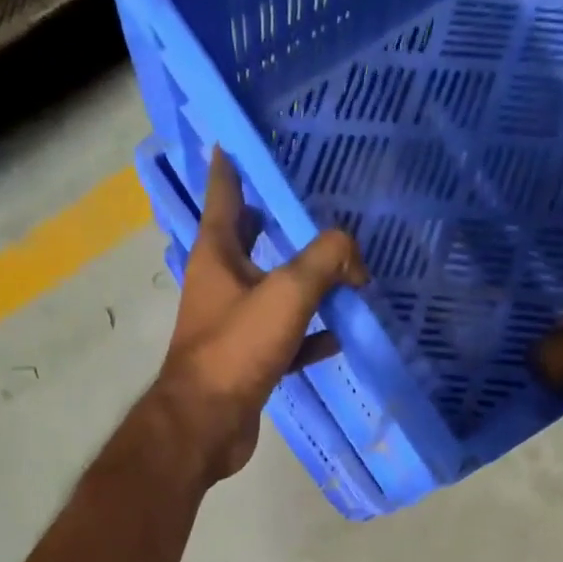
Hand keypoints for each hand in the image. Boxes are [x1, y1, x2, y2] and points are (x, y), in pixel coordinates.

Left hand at [150, 148, 366, 483]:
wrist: (207, 423)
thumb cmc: (237, 348)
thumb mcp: (286, 293)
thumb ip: (326, 261)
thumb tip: (355, 256)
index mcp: (217, 254)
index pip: (225, 192)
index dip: (234, 163)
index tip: (244, 137)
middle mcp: (221, 283)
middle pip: (249, 240)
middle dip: (275, 220)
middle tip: (311, 201)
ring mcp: (234, 325)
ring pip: (272, 291)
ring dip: (302, 281)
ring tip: (341, 267)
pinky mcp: (248, 361)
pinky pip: (286, 338)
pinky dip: (309, 335)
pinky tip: (338, 335)